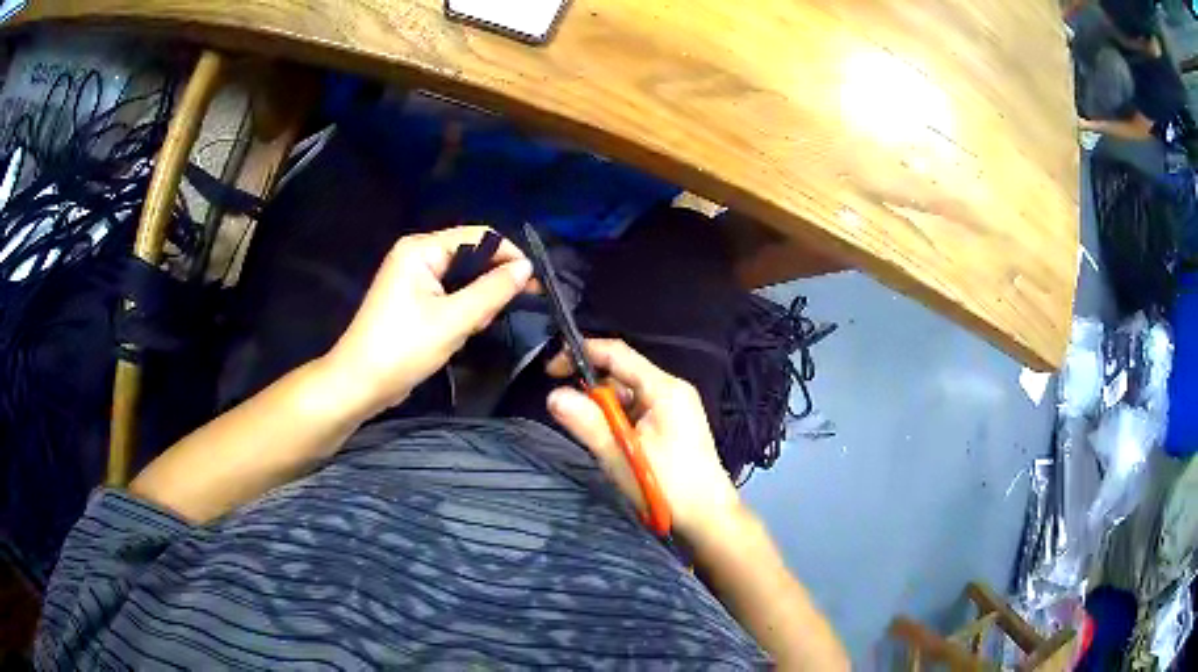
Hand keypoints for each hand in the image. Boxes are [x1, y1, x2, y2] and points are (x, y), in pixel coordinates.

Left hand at [327, 226, 532, 414]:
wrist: (359, 384)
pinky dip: (462, 309)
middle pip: (470, 255)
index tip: (533, 283)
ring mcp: (412, 278)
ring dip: (476, 300)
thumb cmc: (403, 348)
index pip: (478, 236)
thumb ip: (493, 290)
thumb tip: (526, 267)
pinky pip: (449, 294)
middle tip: (503, 312)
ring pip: (462, 278)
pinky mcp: (413, 299)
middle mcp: (416, 254)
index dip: (508, 255)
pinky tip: (465, 330)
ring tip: (476, 327)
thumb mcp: (454, 320)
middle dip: (490, 282)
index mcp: (420, 249)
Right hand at [546, 339, 741, 543]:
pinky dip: (618, 419)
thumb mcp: (620, 455)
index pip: (617, 353)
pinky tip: (610, 441)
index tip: (550, 370)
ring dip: (604, 407)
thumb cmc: (667, 486)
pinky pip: (637, 410)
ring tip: (590, 433)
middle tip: (567, 410)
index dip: (581, 353)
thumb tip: (553, 396)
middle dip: (591, 387)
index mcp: (664, 388)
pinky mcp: (672, 424)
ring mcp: (674, 407)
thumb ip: (587, 423)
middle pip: (622, 373)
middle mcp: (671, 389)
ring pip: (628, 394)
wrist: (708, 517)